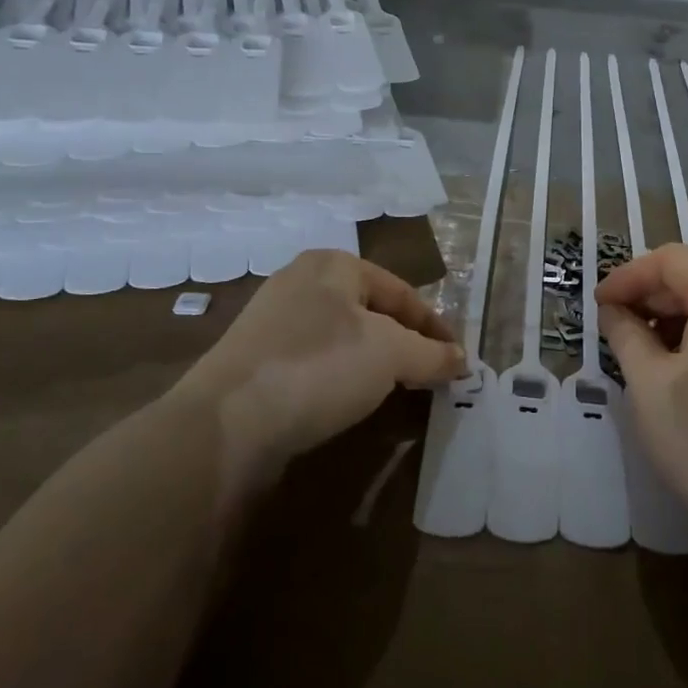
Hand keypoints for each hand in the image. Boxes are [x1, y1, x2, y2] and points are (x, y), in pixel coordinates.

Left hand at [164, 250, 463, 487]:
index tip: (457, 359)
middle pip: (372, 312)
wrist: (226, 422)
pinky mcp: (255, 360)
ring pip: (343, 338)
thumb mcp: (391, 355)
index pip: (402, 292)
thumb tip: (461, 360)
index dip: (435, 326)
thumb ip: (432, 354)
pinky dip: (341, 378)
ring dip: (374, 362)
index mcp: (333, 265)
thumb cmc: (319, 366)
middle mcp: (301, 282)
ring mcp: (272, 322)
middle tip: (430, 374)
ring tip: (396, 390)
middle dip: (405, 343)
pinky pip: (315, 362)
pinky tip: (349, 401)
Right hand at [596, 245, 687, 561]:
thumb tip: (613, 310)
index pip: (672, 260)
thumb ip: (626, 334)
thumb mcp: (648, 383)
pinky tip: (681, 364)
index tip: (599, 304)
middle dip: (652, 294)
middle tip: (616, 324)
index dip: (629, 276)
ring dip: (677, 314)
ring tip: (644, 346)